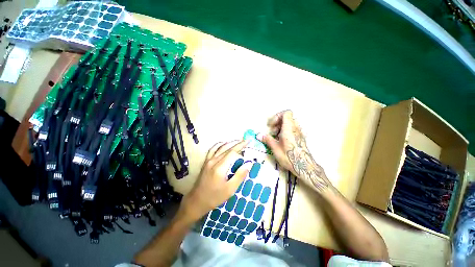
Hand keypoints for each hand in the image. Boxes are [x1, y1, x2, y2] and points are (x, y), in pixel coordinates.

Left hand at [177, 140, 252, 223]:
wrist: (196, 201)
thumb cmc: (214, 197)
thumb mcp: (230, 190)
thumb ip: (239, 175)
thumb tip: (249, 163)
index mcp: (220, 168)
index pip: (232, 152)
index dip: (241, 147)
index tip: (248, 143)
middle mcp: (213, 161)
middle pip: (227, 148)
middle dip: (237, 143)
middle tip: (246, 141)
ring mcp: (208, 160)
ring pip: (220, 147)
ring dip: (230, 143)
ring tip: (238, 141)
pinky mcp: (205, 162)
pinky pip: (212, 150)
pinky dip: (219, 145)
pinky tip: (223, 143)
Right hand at [258, 110, 331, 192]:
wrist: (304, 166)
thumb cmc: (289, 156)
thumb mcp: (275, 148)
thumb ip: (267, 139)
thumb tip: (258, 135)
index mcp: (289, 128)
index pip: (286, 113)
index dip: (277, 116)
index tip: (271, 125)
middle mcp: (295, 128)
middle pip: (287, 118)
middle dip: (278, 123)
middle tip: (272, 132)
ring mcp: (299, 132)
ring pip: (290, 124)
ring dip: (281, 127)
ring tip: (276, 137)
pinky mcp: (301, 137)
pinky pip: (293, 129)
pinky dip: (286, 131)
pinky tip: (282, 141)